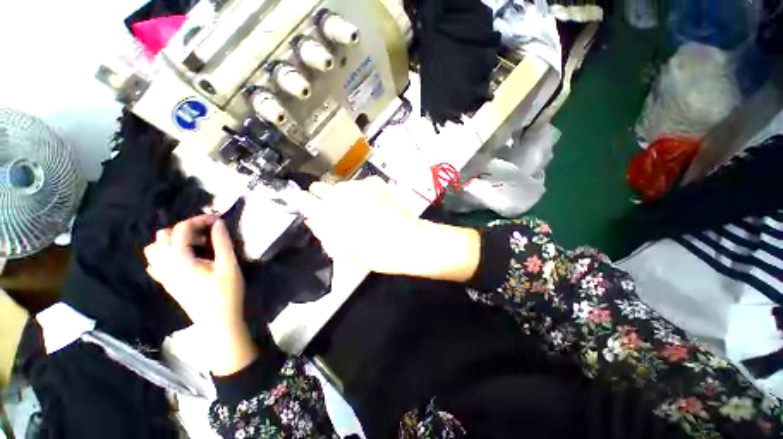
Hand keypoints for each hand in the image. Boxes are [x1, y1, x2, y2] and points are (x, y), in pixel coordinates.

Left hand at [144, 215, 256, 375]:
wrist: (218, 321)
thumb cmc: (227, 293)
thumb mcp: (229, 265)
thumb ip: (222, 242)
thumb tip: (218, 223)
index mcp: (181, 260)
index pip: (181, 229)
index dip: (199, 220)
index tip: (217, 219)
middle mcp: (166, 265)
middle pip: (165, 236)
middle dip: (186, 229)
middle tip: (208, 234)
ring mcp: (164, 275)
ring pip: (155, 249)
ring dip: (173, 241)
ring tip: (195, 245)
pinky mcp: (167, 283)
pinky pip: (156, 263)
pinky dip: (166, 254)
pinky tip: (183, 258)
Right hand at [301, 177, 480, 281]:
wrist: (410, 242)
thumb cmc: (378, 254)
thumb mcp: (345, 252)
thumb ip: (324, 233)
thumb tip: (312, 220)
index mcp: (332, 215)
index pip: (306, 200)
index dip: (302, 200)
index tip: (302, 202)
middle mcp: (344, 196)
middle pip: (322, 187)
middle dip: (323, 196)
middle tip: (333, 208)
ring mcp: (361, 187)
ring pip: (342, 185)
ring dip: (344, 194)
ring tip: (357, 208)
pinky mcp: (377, 183)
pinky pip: (361, 184)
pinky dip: (362, 191)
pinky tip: (371, 202)